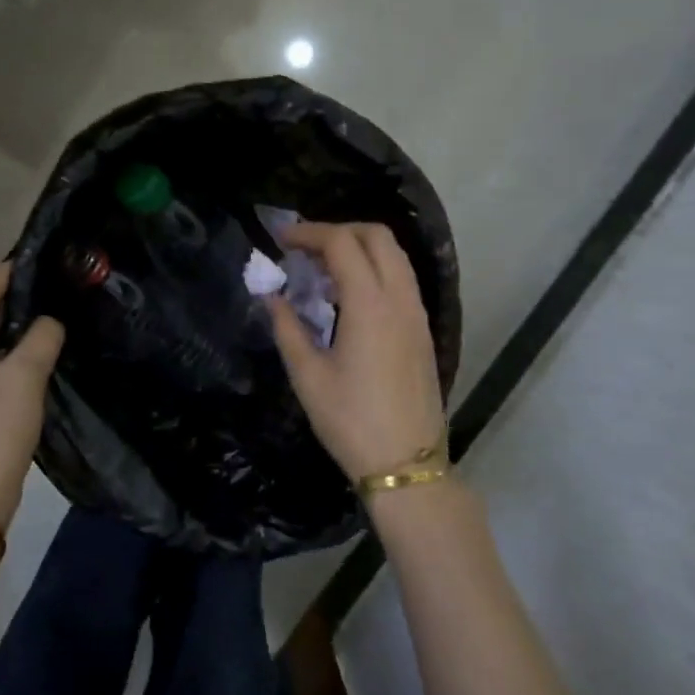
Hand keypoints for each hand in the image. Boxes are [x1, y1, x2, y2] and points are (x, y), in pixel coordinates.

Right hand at [267, 222, 444, 480]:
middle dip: (338, 230)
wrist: (406, 464)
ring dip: (359, 248)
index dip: (309, 233)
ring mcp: (417, 313)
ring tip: (323, 269)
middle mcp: (400, 298)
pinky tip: (348, 296)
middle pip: (377, 236)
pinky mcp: (423, 330)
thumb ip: (287, 327)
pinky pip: (401, 279)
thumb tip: (271, 296)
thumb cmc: (350, 422)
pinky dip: (375, 269)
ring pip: (394, 256)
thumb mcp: (308, 376)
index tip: (280, 240)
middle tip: (304, 248)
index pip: (342, 243)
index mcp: (370, 305)